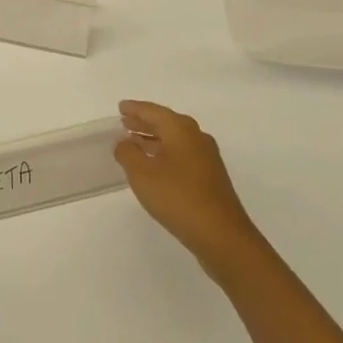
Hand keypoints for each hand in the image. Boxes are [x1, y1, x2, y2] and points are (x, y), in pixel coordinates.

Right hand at [115, 100, 266, 280]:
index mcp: (180, 129)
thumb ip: (128, 153)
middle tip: (125, 122)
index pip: (153, 111)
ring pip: (175, 140)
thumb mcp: (142, 174)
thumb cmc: (177, 197)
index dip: (135, 108)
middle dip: (144, 123)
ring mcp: (207, 158)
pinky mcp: (211, 177)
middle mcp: (196, 137)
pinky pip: (182, 155)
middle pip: (166, 123)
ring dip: (154, 140)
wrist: (222, 235)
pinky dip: (165, 154)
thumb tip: (124, 142)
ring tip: (135, 143)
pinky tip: (155, 167)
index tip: (120, 107)